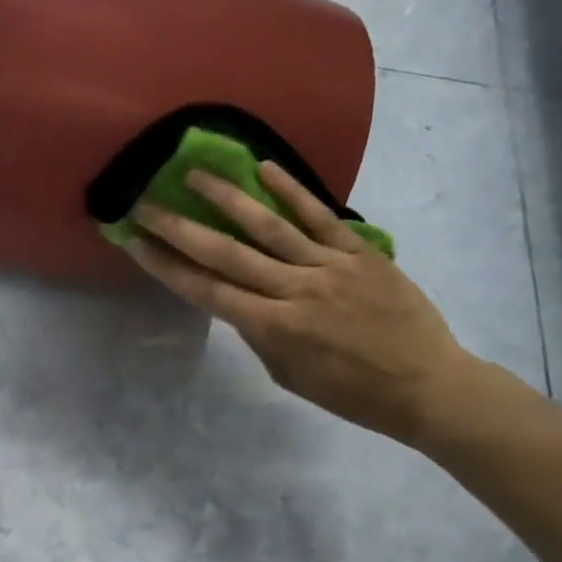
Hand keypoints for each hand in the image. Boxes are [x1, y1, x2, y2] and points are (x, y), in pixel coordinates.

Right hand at [126, 161, 476, 443]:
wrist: (427, 385)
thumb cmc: (352, 393)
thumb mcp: (289, 375)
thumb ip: (258, 335)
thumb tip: (236, 300)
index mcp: (273, 329)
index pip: (205, 291)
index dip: (165, 265)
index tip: (134, 242)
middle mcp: (294, 291)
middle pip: (225, 254)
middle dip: (179, 228)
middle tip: (146, 203)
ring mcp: (329, 267)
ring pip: (268, 227)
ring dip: (226, 198)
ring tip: (194, 173)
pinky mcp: (360, 253)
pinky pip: (321, 217)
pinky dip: (292, 191)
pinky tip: (264, 168)